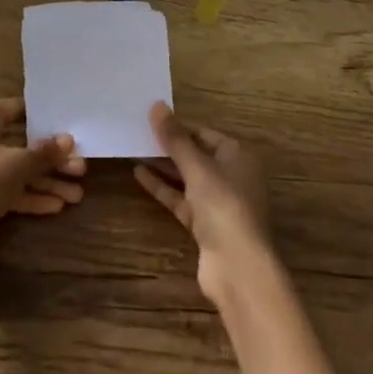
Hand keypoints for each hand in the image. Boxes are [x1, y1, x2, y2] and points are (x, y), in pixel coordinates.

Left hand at [0, 98, 86, 265]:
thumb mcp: (18, 164)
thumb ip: (45, 152)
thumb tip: (68, 140)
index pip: (15, 109)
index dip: (42, 118)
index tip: (67, 125)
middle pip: (20, 144)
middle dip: (50, 159)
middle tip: (81, 167)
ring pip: (15, 170)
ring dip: (45, 181)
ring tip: (77, 194)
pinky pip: (7, 190)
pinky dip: (29, 196)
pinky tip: (57, 206)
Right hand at [135, 102, 273, 304]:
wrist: (238, 268)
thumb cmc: (224, 206)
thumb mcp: (197, 167)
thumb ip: (175, 138)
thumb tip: (157, 105)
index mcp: (238, 156)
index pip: (204, 133)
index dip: (179, 126)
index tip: (152, 118)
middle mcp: (231, 176)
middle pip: (196, 155)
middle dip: (169, 146)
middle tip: (138, 132)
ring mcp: (218, 202)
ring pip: (187, 178)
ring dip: (163, 166)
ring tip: (134, 150)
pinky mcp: (205, 225)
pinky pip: (181, 199)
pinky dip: (163, 187)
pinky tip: (139, 175)